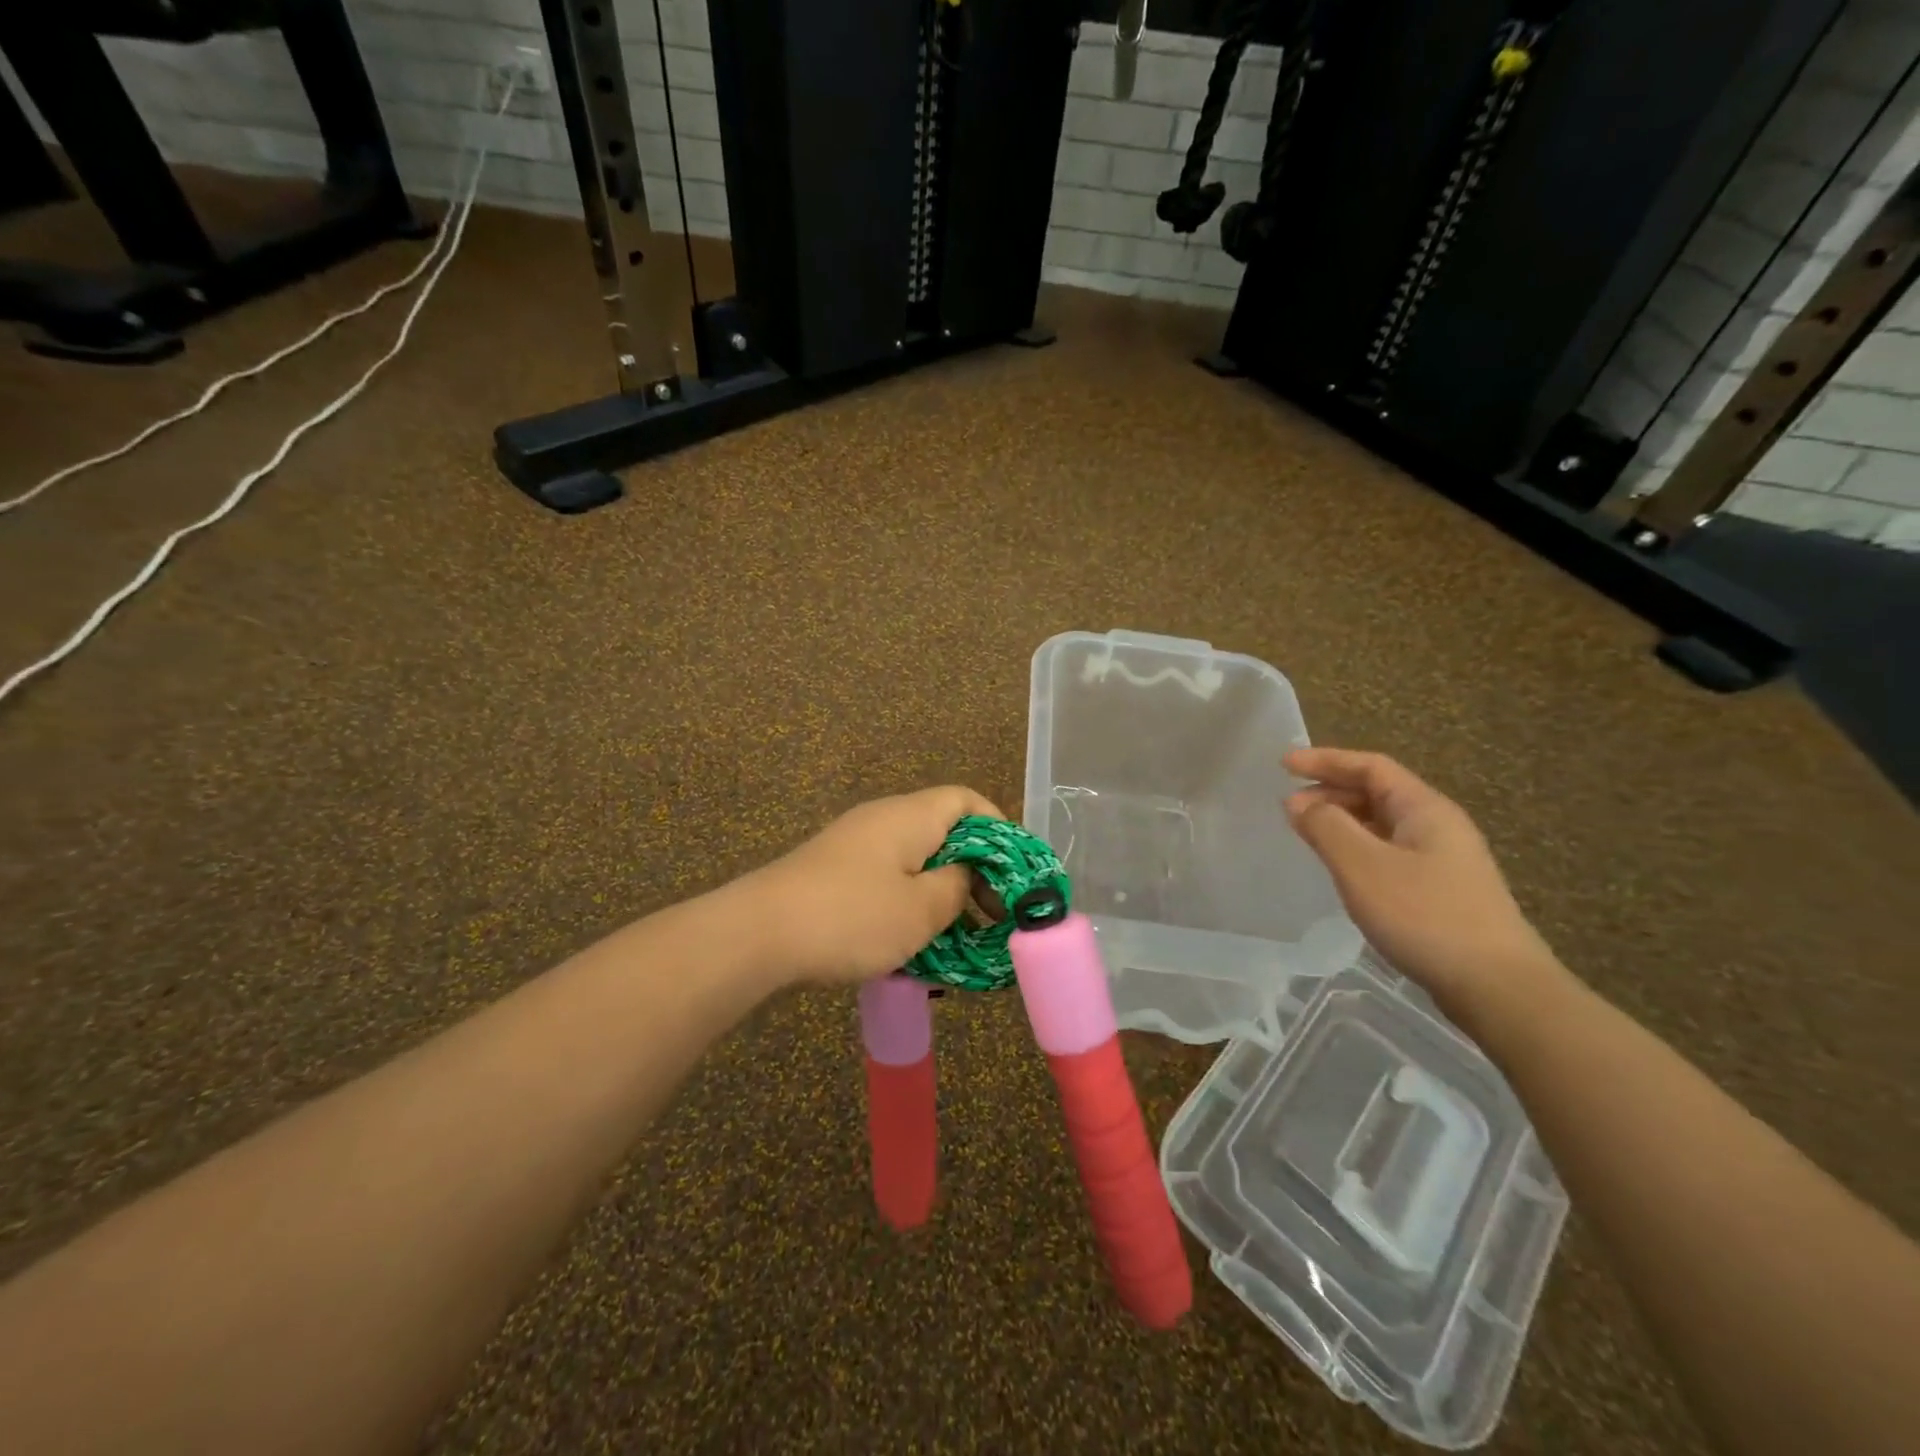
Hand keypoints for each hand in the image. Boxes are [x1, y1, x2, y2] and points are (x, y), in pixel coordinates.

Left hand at [751, 786, 1002, 985]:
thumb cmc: (852, 917)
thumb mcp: (921, 909)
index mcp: (911, 816)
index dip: (998, 829)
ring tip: (956, 941)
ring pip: (915, 862)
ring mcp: (854, 846)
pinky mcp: (833, 874)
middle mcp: (883, 820)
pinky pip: (886, 881)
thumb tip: (964, 876)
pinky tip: (911, 948)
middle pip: (943, 832)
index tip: (1012, 873)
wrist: (758, 934)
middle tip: (991, 918)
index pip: (967, 800)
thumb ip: (956, 888)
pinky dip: (908, 906)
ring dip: (940, 896)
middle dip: (972, 873)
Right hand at [1283, 747, 1563, 1020]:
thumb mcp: (1362, 865)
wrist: (1497, 986)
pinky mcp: (1440, 890)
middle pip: (1378, 792)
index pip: (1371, 766)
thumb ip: (1326, 826)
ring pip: (1382, 824)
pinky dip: (1357, 847)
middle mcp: (1437, 825)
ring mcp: (1443, 860)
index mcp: (1424, 809)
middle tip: (1289, 808)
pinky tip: (1342, 869)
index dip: (1326, 760)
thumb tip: (1299, 802)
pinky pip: (1389, 851)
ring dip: (1342, 821)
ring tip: (1308, 835)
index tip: (1284, 765)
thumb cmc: (1425, 915)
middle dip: (1330, 791)